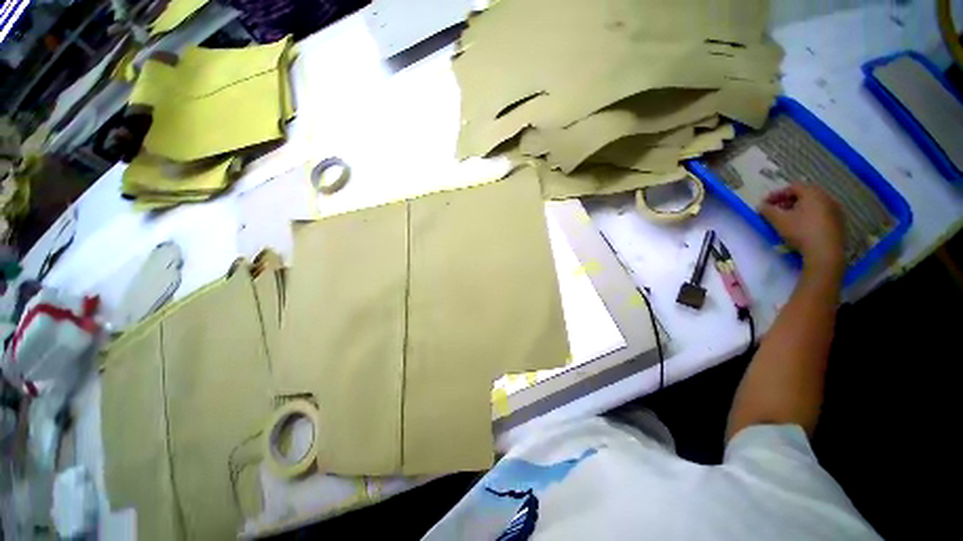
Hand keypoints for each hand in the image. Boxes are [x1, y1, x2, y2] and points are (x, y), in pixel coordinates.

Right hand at [759, 184, 845, 274]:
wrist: (825, 252)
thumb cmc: (800, 231)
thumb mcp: (778, 220)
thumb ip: (767, 210)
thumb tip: (761, 205)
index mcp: (812, 193)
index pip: (792, 186)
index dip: (777, 193)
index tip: (765, 203)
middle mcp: (826, 197)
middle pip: (805, 194)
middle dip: (788, 201)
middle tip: (776, 210)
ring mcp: (835, 210)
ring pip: (814, 204)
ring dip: (799, 208)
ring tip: (788, 219)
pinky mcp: (838, 222)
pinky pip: (821, 213)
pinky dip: (809, 215)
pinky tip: (802, 226)